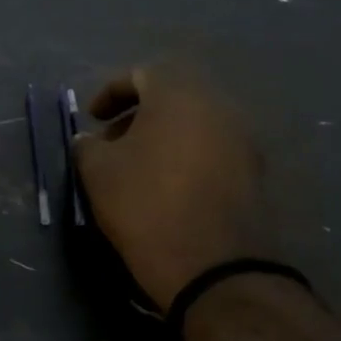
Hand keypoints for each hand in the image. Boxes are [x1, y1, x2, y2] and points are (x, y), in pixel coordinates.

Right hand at [71, 66, 272, 308]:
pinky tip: (167, 188)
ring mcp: (242, 140)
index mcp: (179, 95)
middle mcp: (218, 107)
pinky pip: (212, 150)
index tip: (92, 119)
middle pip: (172, 97)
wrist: (214, 266)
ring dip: (162, 137)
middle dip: (137, 116)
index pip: (142, 74)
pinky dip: (186, 157)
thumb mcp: (98, 173)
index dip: (110, 92)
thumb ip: (87, 146)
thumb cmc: (145, 205)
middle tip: (112, 144)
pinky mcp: (254, 173)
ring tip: (137, 169)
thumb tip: (88, 140)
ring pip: (194, 124)